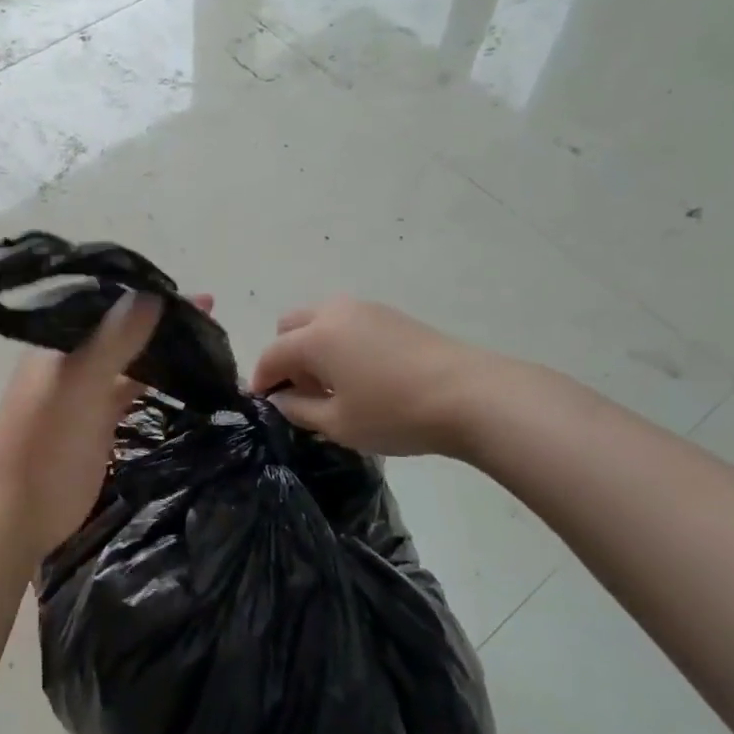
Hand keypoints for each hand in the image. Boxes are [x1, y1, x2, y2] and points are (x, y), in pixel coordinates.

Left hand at [0, 292, 206, 561]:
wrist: (16, 510)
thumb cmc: (44, 439)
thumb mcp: (80, 381)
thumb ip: (115, 338)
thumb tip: (153, 292)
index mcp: (62, 341)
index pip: (112, 304)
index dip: (152, 294)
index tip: (199, 297)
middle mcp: (76, 360)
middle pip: (125, 329)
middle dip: (162, 320)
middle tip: (211, 316)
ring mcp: (89, 392)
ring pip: (132, 360)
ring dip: (162, 350)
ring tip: (208, 341)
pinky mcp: (101, 423)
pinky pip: (133, 392)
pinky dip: (158, 382)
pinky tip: (187, 378)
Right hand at [249, 298, 487, 457]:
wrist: (470, 395)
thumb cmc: (395, 413)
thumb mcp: (339, 423)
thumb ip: (300, 409)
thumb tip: (282, 399)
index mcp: (315, 336)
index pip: (272, 353)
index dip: (262, 379)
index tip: (263, 403)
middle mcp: (335, 312)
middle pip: (291, 326)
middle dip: (285, 355)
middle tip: (299, 391)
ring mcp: (366, 309)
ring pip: (320, 320)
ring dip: (312, 347)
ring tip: (332, 386)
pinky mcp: (392, 315)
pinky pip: (348, 323)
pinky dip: (338, 343)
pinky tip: (360, 376)